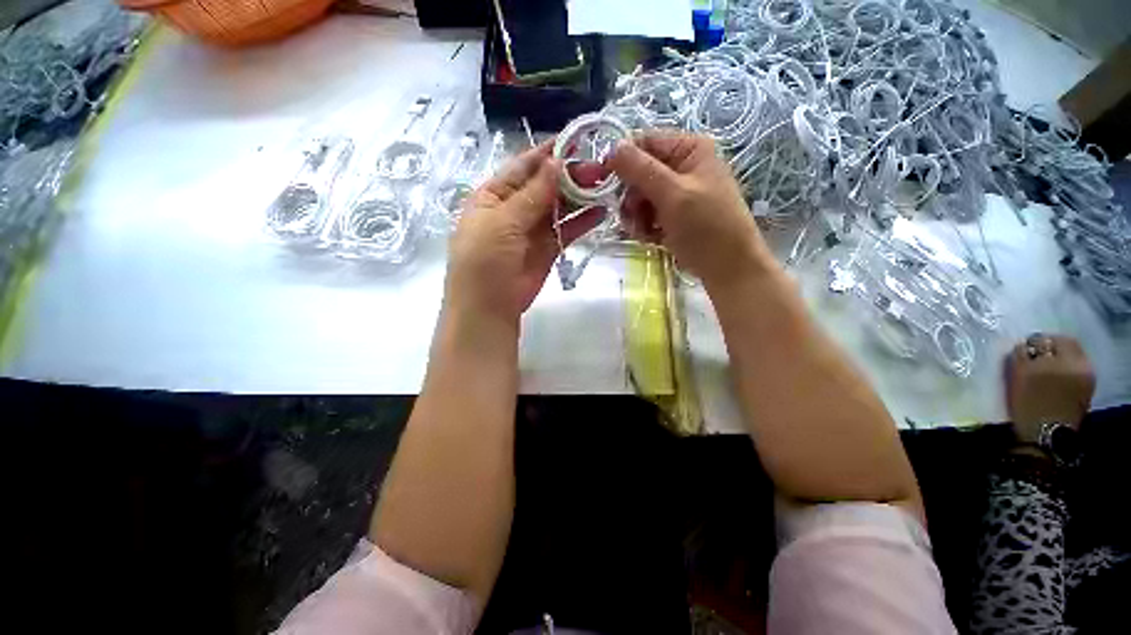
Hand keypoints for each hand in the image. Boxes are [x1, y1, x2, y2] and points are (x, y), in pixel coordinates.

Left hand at [446, 142, 601, 324]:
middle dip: (570, 176)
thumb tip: (556, 163)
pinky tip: (601, 210)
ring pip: (559, 206)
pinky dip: (582, 221)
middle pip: (545, 186)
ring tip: (605, 184)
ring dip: (579, 196)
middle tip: (599, 168)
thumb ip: (531, 195)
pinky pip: (567, 229)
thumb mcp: (502, 222)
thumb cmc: (484, 260)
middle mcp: (514, 208)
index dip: (547, 154)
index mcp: (494, 196)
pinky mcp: (548, 248)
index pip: (523, 167)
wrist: (489, 307)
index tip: (575, 141)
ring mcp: (532, 229)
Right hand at [607, 132, 771, 288]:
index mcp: (688, 149)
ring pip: (638, 196)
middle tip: (633, 215)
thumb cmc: (706, 226)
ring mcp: (676, 193)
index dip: (623, 161)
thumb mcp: (673, 194)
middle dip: (632, 197)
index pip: (644, 143)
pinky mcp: (671, 214)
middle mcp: (681, 167)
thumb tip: (612, 147)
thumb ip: (641, 170)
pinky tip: (652, 238)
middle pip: (638, 173)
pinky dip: (644, 226)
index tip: (607, 183)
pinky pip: (645, 214)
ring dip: (636, 215)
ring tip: (645, 232)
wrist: (726, 267)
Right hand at [1005, 334, 1094, 443]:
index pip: (1055, 338)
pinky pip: (1073, 373)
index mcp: (1070, 359)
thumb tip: (1024, 346)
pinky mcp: (1085, 391)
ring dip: (1056, 363)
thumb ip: (1022, 354)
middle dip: (1049, 351)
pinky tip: (1050, 383)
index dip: (1038, 342)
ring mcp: (1086, 380)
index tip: (1024, 350)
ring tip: (1040, 372)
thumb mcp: (1020, 374)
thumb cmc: (1030, 401)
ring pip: (1070, 361)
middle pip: (1067, 348)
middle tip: (1032, 359)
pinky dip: (1061, 374)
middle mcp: (1083, 365)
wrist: (1045, 432)